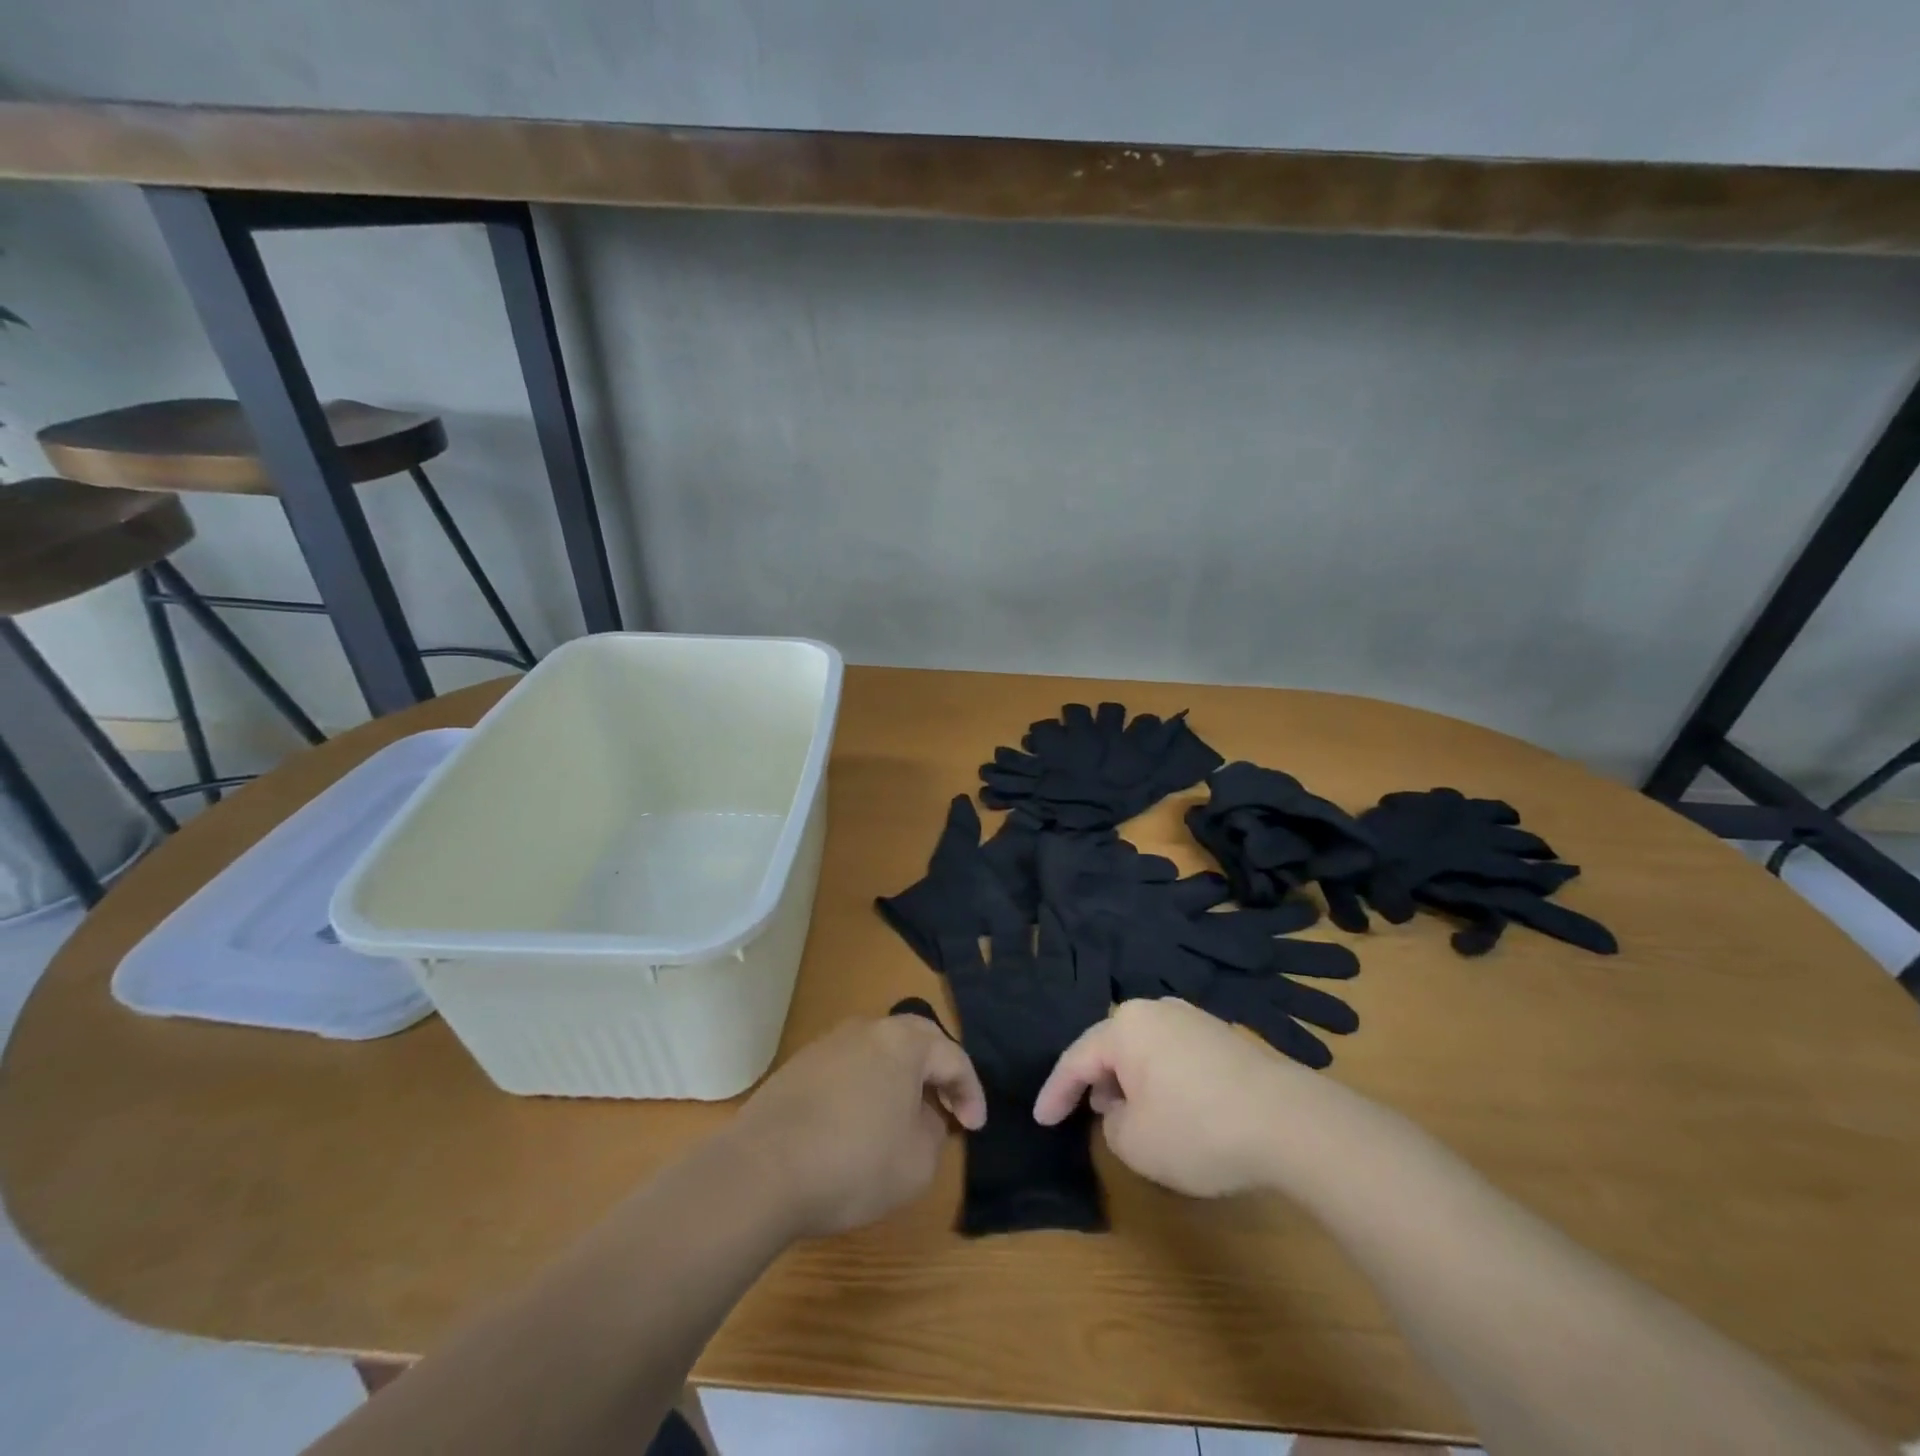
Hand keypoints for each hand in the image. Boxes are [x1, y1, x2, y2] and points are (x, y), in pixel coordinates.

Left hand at [728, 1014, 985, 1238]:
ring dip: (900, 1078)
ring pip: (879, 1051)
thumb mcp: (917, 1161)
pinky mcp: (799, 1065)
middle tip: (947, 1106)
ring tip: (905, 1115)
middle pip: (915, 1040)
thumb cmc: (853, 1163)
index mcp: (903, 1042)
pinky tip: (860, 1121)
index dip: (971, 1093)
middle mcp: (867, 1029)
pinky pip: (849, 1067)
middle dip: (937, 1072)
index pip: (953, 1057)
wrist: (762, 1170)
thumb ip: (934, 1131)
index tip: (974, 1127)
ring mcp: (829, 1043)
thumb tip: (924, 1117)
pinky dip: (866, 1087)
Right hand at [1033, 997, 1301, 1196]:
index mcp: (1125, 1026)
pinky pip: (1175, 1055)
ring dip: (1131, 1082)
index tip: (1041, 1120)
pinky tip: (1173, 1109)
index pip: (1076, 1059)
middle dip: (1096, 1082)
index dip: (1055, 1093)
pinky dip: (1162, 1080)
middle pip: (1112, 1047)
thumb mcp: (1134, 1142)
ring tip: (1130, 1115)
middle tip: (1086, 1115)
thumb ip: (1110, 1124)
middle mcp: (1156, 1010)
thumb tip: (1122, 1109)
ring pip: (1145, 1050)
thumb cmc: (1197, 1129)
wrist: (1290, 1122)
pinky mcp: (1223, 1037)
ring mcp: (1194, 1019)